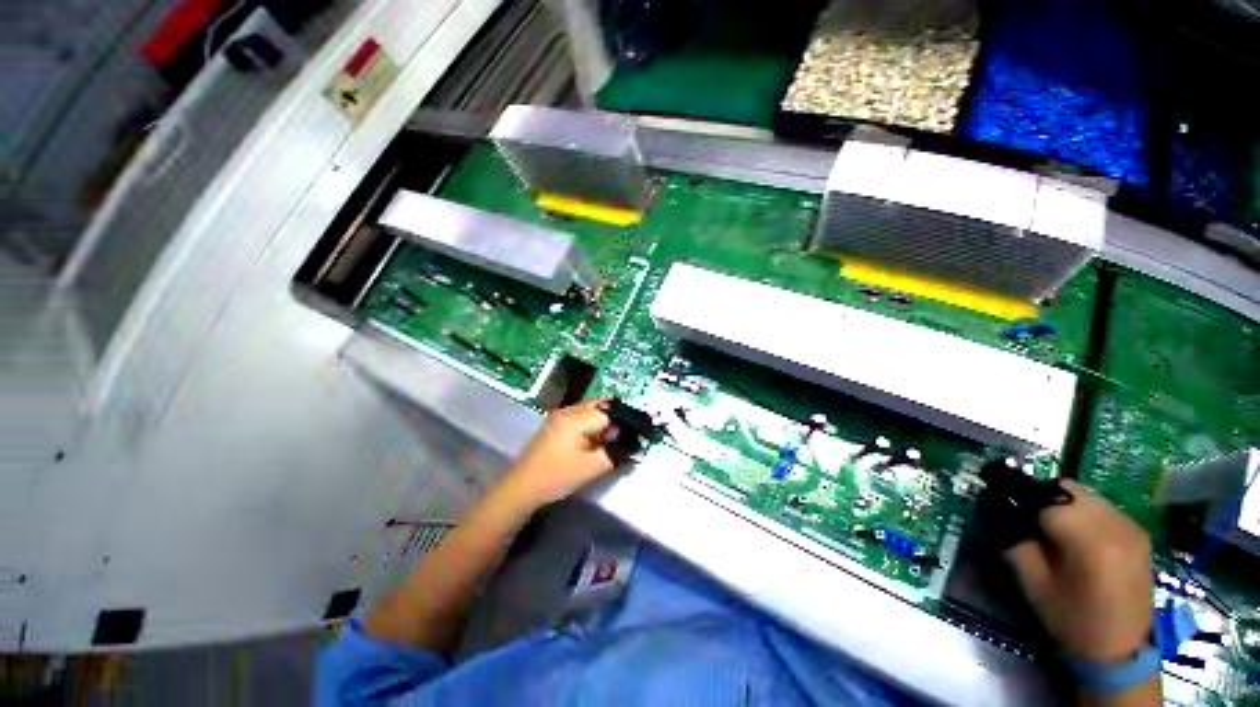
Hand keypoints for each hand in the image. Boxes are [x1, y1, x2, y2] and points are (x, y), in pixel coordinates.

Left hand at [494, 399, 618, 512]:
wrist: (522, 488)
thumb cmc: (557, 476)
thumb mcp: (591, 467)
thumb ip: (614, 453)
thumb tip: (630, 443)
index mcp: (575, 418)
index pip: (608, 412)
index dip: (622, 424)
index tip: (632, 437)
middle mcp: (567, 411)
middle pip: (598, 406)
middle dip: (613, 419)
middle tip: (624, 436)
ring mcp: (558, 416)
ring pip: (589, 410)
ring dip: (602, 421)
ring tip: (611, 439)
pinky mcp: (554, 425)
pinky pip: (579, 416)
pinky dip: (591, 424)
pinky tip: (594, 440)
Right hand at [1006, 480, 1153, 662]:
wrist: (1120, 650)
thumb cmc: (1070, 618)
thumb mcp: (1032, 581)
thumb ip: (1015, 540)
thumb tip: (997, 508)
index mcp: (1087, 538)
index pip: (1044, 495)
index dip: (1018, 495)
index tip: (1000, 502)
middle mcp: (1114, 523)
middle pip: (1067, 489)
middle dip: (1040, 496)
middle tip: (1026, 518)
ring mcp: (1130, 526)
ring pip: (1085, 495)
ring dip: (1062, 504)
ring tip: (1051, 529)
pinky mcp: (1138, 533)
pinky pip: (1102, 508)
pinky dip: (1082, 513)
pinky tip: (1078, 537)